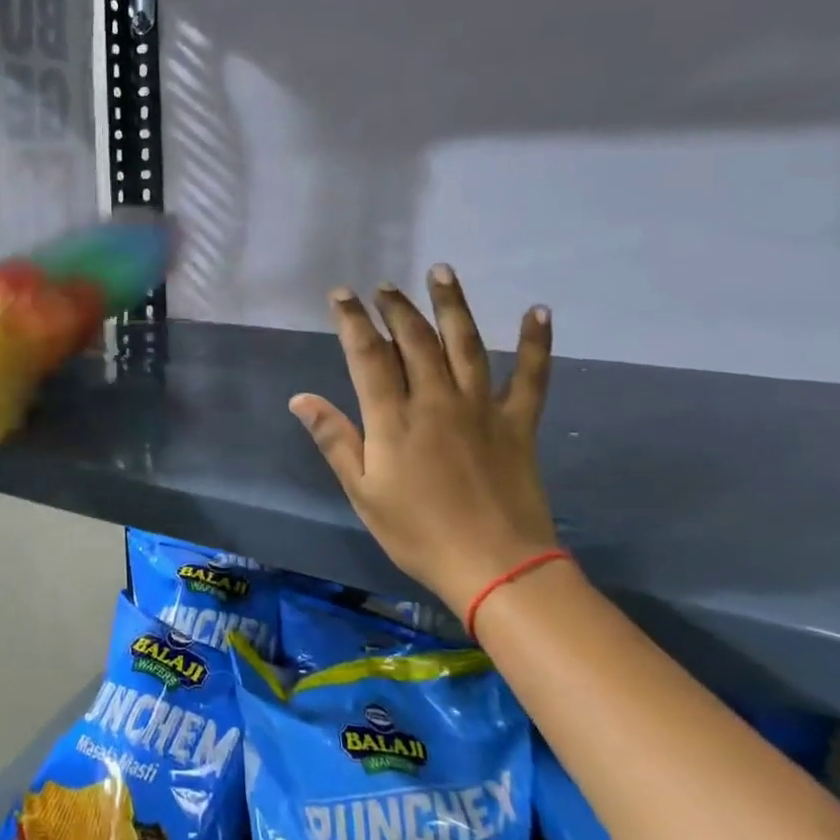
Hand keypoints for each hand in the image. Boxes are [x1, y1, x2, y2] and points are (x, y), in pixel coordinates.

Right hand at [290, 265, 558, 609]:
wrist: (496, 567)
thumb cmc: (418, 533)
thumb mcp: (363, 492)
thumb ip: (334, 440)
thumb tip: (301, 398)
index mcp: (394, 418)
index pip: (368, 355)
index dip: (353, 320)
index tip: (342, 295)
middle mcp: (437, 400)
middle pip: (415, 340)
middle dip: (396, 308)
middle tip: (384, 286)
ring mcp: (481, 408)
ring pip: (466, 344)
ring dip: (452, 305)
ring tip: (442, 272)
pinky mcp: (518, 423)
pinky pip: (531, 376)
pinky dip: (536, 343)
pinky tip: (538, 311)